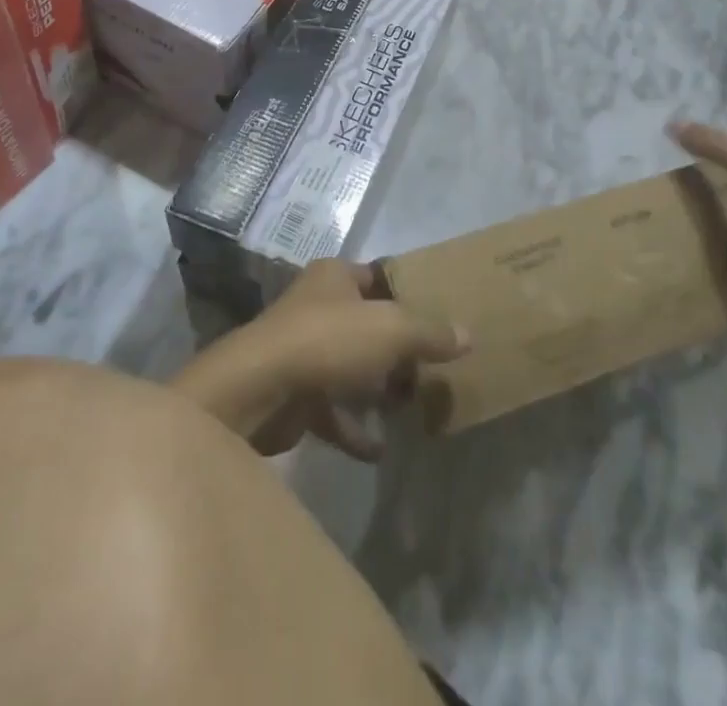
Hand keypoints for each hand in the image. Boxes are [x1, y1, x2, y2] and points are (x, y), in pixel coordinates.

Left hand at [172, 260, 468, 459]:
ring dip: (377, 391)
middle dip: (398, 350)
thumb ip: (430, 332)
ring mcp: (303, 352)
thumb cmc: (328, 341)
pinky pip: (333, 412)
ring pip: (351, 368)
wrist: (258, 391)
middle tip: (432, 370)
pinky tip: (380, 450)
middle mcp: (317, 308)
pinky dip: (355, 429)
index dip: (408, 295)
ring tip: (413, 410)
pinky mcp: (295, 395)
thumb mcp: (391, 329)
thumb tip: (468, 335)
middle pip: (367, 325)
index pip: (378, 278)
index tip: (438, 318)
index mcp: (335, 277)